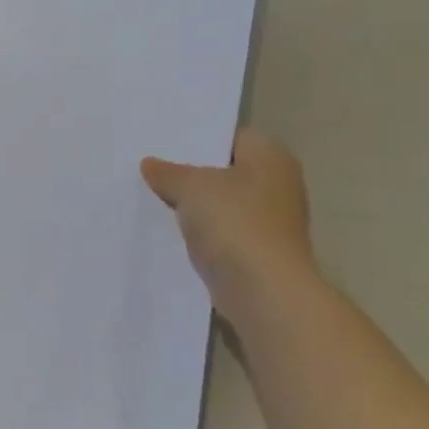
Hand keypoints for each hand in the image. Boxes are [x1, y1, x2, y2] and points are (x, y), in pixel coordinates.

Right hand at [142, 129, 315, 299]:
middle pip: (225, 170)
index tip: (164, 143)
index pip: (231, 136)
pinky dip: (200, 232)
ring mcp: (270, 222)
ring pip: (221, 204)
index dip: (198, 138)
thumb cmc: (235, 222)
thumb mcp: (191, 186)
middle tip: (151, 167)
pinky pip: (221, 232)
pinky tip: (169, 229)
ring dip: (194, 205)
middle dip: (192, 172)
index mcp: (271, 157)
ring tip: (152, 196)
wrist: (263, 291)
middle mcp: (277, 185)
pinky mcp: (258, 253)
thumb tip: (150, 164)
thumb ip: (168, 172)